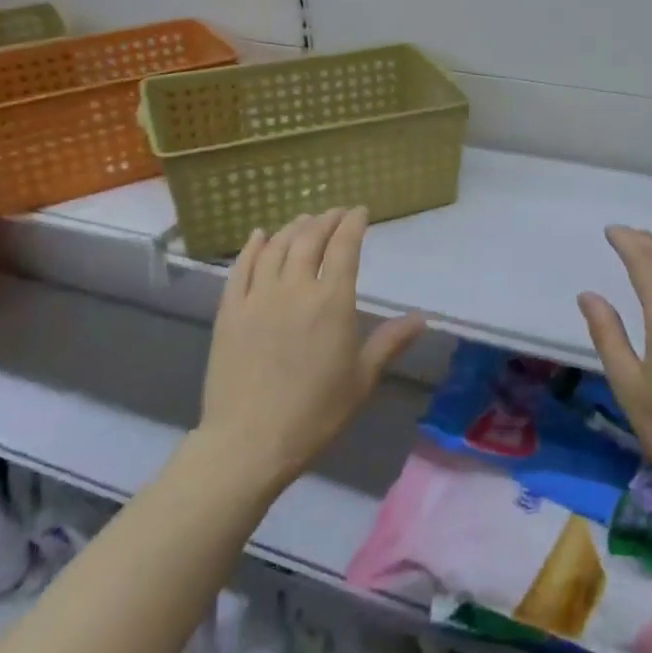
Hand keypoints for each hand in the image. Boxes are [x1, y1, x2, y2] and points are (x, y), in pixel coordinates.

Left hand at [199, 207, 424, 487]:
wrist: (249, 441)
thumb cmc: (315, 413)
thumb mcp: (362, 379)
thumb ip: (390, 342)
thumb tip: (422, 318)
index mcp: (332, 301)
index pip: (344, 247)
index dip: (353, 224)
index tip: (360, 212)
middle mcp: (294, 288)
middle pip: (310, 239)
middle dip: (326, 220)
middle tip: (335, 213)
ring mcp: (257, 296)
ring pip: (276, 246)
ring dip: (293, 227)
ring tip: (304, 220)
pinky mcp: (229, 310)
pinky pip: (241, 267)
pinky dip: (253, 246)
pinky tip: (260, 236)